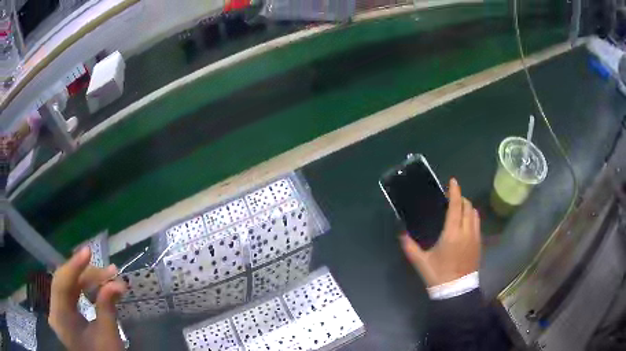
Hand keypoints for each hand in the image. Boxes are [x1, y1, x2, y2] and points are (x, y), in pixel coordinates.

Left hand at [49, 247, 126, 350]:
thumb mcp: (108, 336)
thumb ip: (108, 307)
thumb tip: (117, 283)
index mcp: (60, 319)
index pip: (61, 284)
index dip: (74, 266)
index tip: (88, 251)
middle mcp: (54, 312)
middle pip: (65, 282)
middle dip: (87, 274)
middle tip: (111, 272)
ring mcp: (58, 311)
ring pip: (68, 286)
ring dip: (88, 280)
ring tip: (110, 277)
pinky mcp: (63, 313)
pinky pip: (71, 294)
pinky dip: (85, 289)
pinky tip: (98, 287)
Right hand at [400, 178, 480, 286]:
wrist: (456, 291)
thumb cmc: (438, 275)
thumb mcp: (421, 261)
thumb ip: (409, 246)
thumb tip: (401, 233)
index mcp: (452, 233)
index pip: (456, 206)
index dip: (455, 191)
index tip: (452, 181)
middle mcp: (466, 231)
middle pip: (468, 206)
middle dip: (461, 198)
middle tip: (452, 199)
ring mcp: (475, 237)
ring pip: (475, 214)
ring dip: (468, 207)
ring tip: (459, 209)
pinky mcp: (479, 244)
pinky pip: (478, 224)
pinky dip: (472, 218)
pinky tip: (465, 224)